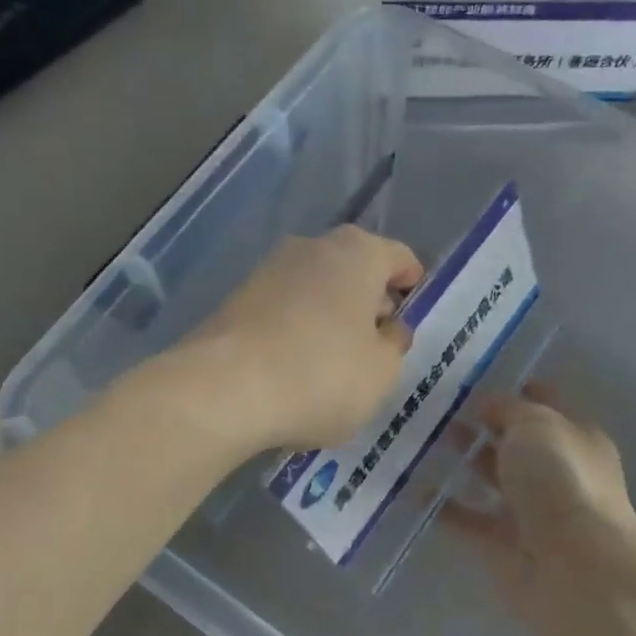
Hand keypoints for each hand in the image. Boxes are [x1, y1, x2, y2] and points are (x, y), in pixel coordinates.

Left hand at [188, 225, 423, 453]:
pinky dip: (298, 328)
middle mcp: (314, 246)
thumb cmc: (322, 374)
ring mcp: (270, 269)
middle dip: (370, 302)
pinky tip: (297, 367)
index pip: (400, 258)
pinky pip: (285, 308)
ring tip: (336, 362)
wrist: (223, 389)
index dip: (412, 287)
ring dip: (332, 316)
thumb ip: (394, 345)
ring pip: (317, 288)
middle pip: (356, 269)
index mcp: (359, 253)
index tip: (412, 318)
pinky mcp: (238, 297)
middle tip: (378, 344)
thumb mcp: (382, 371)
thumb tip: (389, 329)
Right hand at [443, 385, 635, 635]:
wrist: (575, 570)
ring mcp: (531, 510)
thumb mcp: (535, 424)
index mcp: (574, 436)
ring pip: (491, 477)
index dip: (512, 388)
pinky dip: (445, 507)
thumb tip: (485, 404)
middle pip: (514, 440)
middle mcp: (556, 471)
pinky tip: (413, 490)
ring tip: (420, 441)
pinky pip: (470, 519)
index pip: (543, 402)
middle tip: (435, 408)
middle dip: (480, 424)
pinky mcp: (505, 545)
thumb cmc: (561, 480)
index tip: (471, 378)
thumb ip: (507, 409)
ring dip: (462, 461)